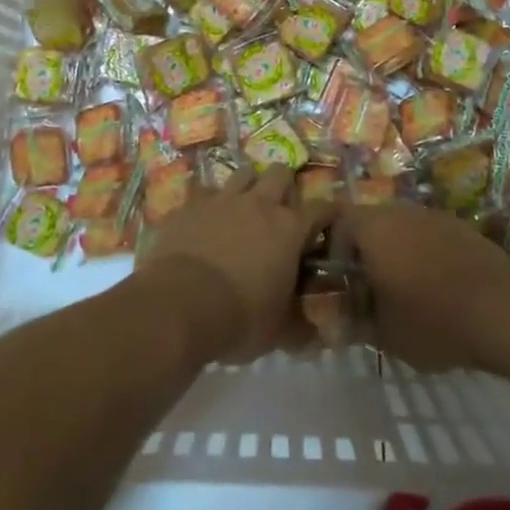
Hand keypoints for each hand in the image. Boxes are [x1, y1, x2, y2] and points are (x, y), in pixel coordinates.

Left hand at [136, 167, 333, 362]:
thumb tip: (315, 336)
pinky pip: (204, 192)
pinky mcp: (189, 206)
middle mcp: (259, 204)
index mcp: (289, 228)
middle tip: (281, 210)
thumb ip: (299, 327)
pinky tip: (206, 221)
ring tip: (244, 208)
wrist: (179, 305)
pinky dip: (209, 203)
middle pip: (280, 173)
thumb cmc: (239, 318)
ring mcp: (222, 200)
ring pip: (243, 174)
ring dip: (248, 186)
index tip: (331, 223)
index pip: (322, 208)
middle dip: (284, 186)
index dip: (329, 214)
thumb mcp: (278, 332)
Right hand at [340, 202, 509, 371]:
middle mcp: (401, 211)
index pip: (338, 222)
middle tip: (367, 288)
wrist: (502, 310)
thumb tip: (337, 320)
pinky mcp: (462, 227)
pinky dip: (425, 255)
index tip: (338, 281)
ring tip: (402, 291)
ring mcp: (434, 216)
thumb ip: (355, 321)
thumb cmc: (432, 320)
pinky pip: (430, 236)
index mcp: (373, 228)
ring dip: (397, 253)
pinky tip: (436, 288)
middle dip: (365, 253)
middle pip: (371, 223)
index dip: (332, 249)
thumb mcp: (384, 333)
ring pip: (402, 228)